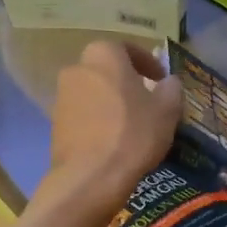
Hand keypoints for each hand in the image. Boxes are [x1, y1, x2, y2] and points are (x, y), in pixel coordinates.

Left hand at [42, 40, 183, 218]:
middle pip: (106, 70)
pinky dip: (98, 120)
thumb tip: (169, 82)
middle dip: (126, 82)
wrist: (91, 177)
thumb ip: (171, 89)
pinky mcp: (55, 124)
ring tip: (131, 123)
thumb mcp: (167, 110)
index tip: (161, 80)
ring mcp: (61, 97)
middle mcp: (77, 69)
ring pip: (93, 92)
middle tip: (146, 100)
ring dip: (111, 102)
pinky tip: (113, 140)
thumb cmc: (134, 134)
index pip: (127, 49)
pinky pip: (83, 114)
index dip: (148, 63)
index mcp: (104, 55)